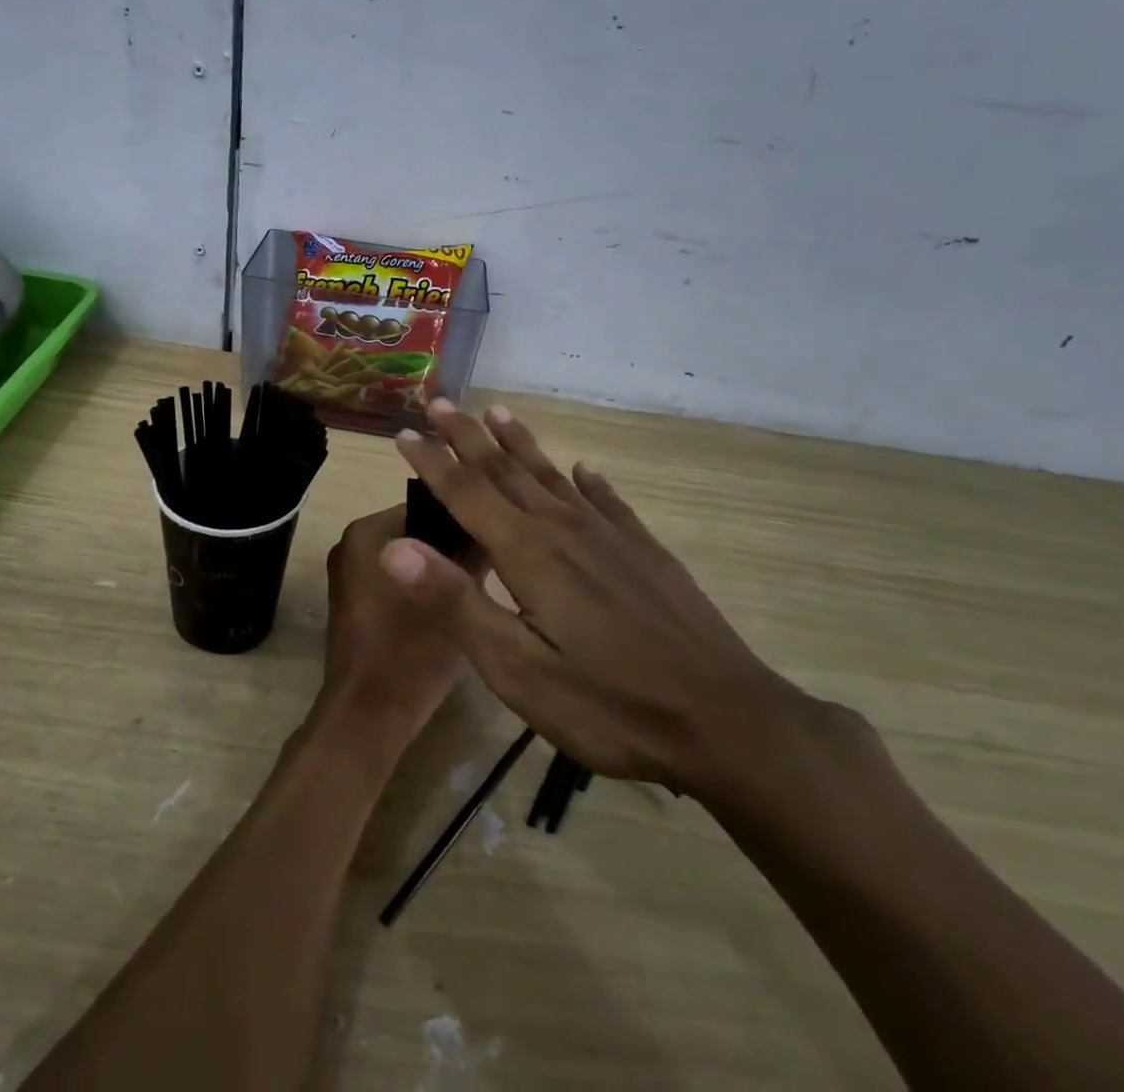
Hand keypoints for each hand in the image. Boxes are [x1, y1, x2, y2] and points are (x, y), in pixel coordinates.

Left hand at [321, 504, 474, 745]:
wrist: (366, 717)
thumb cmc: (408, 652)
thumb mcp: (453, 599)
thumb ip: (471, 555)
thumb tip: (490, 526)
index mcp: (366, 533)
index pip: (427, 506)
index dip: (463, 519)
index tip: (498, 534)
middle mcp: (350, 545)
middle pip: (416, 532)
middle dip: (452, 546)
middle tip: (495, 560)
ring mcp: (348, 576)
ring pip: (409, 558)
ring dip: (440, 569)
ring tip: (480, 582)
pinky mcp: (354, 604)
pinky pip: (395, 580)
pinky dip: (422, 587)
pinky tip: (453, 605)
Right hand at [381, 399, 805, 800]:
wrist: (727, 722)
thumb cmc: (610, 704)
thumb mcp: (517, 670)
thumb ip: (455, 603)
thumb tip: (395, 548)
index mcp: (528, 553)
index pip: (466, 493)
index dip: (432, 462)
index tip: (404, 433)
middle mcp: (565, 529)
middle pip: (506, 471)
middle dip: (468, 436)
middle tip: (441, 402)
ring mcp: (611, 537)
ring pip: (553, 477)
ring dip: (520, 444)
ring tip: (500, 413)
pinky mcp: (646, 553)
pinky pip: (607, 501)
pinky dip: (588, 481)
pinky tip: (584, 471)